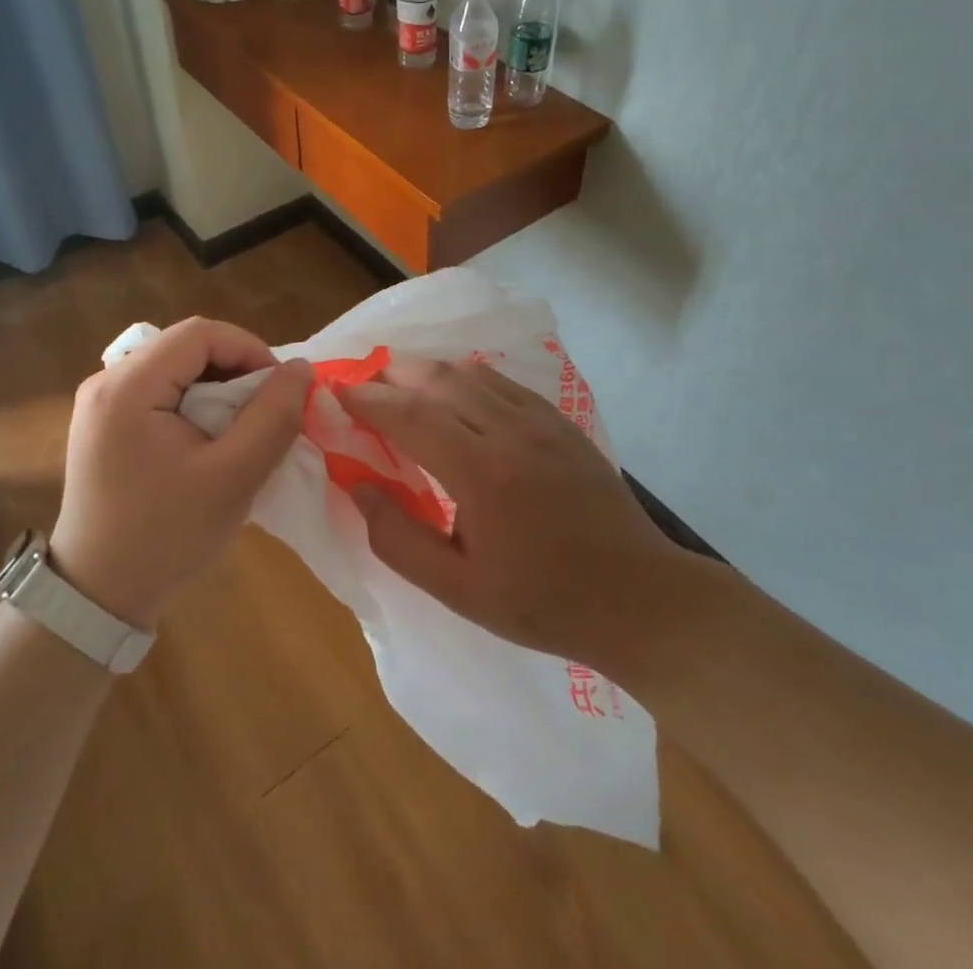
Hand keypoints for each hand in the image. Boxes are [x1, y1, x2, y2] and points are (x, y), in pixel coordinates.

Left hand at [51, 318, 310, 629]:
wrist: (98, 595)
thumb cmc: (166, 536)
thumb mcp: (233, 477)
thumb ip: (272, 417)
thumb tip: (300, 369)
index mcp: (128, 386)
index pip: (200, 333)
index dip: (250, 349)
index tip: (279, 389)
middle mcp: (107, 381)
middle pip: (185, 346)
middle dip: (236, 369)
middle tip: (266, 409)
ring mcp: (101, 402)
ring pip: (175, 366)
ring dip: (217, 386)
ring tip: (243, 425)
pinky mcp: (104, 423)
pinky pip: (159, 390)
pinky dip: (195, 402)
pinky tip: (210, 437)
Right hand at [339, 356, 684, 664]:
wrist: (637, 597)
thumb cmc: (542, 602)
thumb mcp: (458, 590)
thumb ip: (398, 540)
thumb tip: (357, 486)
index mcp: (481, 472)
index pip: (409, 414)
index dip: (367, 398)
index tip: (335, 391)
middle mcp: (509, 430)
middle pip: (437, 378)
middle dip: (392, 374)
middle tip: (362, 386)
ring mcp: (540, 419)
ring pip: (470, 372)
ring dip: (426, 371)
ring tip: (399, 385)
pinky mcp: (560, 420)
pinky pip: (501, 382)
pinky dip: (465, 378)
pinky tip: (455, 394)